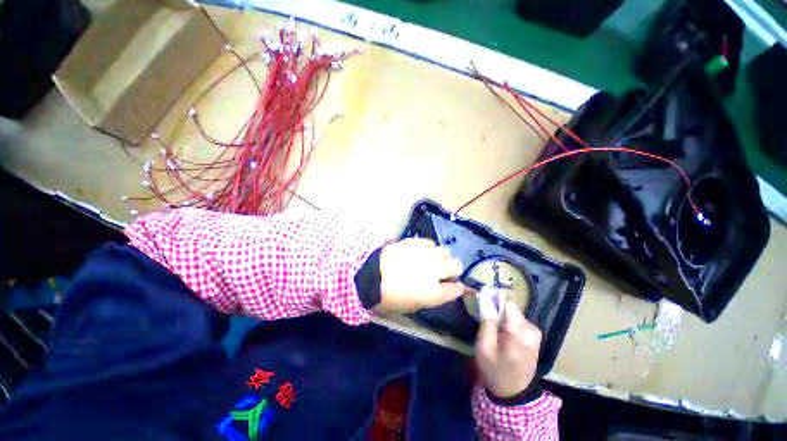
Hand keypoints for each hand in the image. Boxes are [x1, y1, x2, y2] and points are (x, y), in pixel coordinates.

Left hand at [378, 238, 464, 311]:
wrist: (370, 276)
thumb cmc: (389, 297)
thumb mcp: (412, 305)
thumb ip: (430, 297)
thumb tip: (439, 288)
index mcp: (433, 292)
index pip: (456, 289)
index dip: (457, 288)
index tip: (455, 286)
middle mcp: (433, 271)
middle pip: (456, 265)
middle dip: (454, 269)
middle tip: (446, 272)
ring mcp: (424, 255)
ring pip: (444, 251)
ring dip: (442, 257)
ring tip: (434, 260)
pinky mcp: (414, 243)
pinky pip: (429, 242)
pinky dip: (429, 248)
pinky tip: (422, 251)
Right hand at [475, 300, 541, 398]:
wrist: (514, 392)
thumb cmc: (495, 370)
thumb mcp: (484, 347)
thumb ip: (487, 323)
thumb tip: (486, 301)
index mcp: (519, 334)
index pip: (508, 304)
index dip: (494, 301)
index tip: (484, 303)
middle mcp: (531, 331)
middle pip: (512, 308)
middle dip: (498, 310)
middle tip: (487, 320)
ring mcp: (536, 334)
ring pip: (515, 313)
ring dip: (504, 317)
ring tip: (495, 329)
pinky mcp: (536, 336)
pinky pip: (520, 320)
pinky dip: (510, 322)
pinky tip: (504, 334)